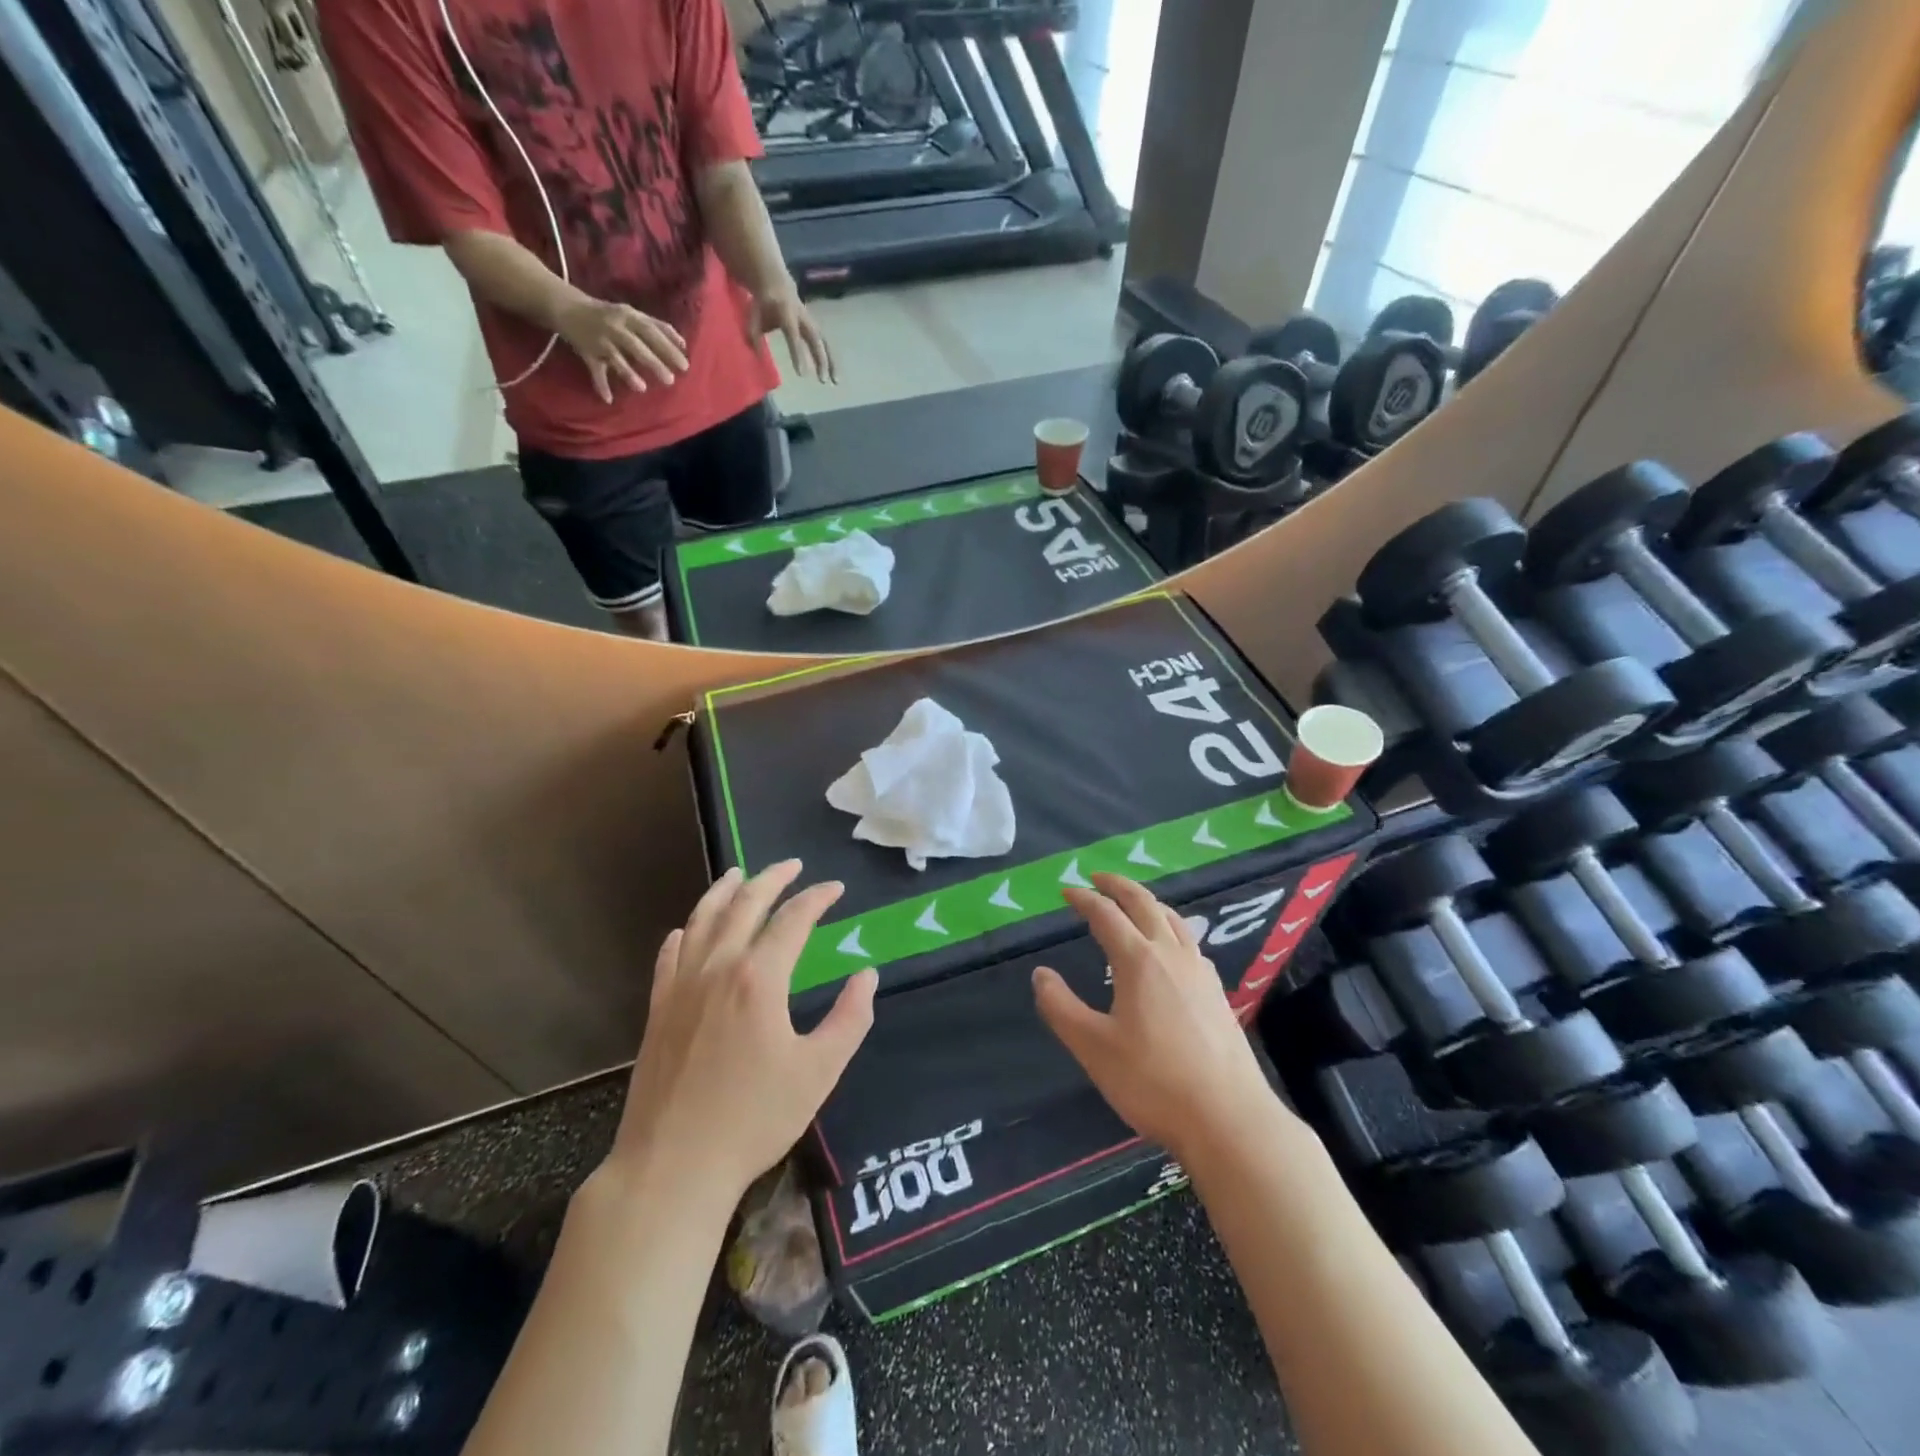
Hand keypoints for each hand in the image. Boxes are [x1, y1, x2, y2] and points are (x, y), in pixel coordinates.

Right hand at [555, 295, 689, 401]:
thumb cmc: (609, 314)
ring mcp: (600, 340)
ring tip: (642, 388)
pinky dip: (600, 384)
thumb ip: (658, 327)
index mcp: (629, 316)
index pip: (652, 331)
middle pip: (636, 345)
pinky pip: (594, 370)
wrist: (566, 306)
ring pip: (614, 357)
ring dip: (627, 372)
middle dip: (654, 362)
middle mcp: (615, 326)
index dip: (668, 347)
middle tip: (671, 380)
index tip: (684, 365)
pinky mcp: (587, 352)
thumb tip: (684, 344)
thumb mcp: (633, 315)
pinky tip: (609, 399)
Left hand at [609, 861, 876, 1203]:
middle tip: (793, 866)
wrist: (672, 1166)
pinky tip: (688, 929)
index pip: (793, 919)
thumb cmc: (754, 1119)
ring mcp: (681, 986)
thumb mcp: (819, 1072)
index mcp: (759, 978)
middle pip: (744, 905)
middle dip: (772, 878)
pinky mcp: (658, 1010)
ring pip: (702, 920)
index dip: (817, 898)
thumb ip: (850, 1018)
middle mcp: (717, 968)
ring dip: (724, 891)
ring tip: (739, 874)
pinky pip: (670, 955)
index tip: (835, 888)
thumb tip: (866, 974)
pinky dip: (684, 932)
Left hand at [748, 284, 835, 382]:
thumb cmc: (764, 304)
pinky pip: (824, 345)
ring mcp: (811, 322)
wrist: (777, 285)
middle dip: (821, 360)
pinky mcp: (815, 328)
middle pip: (815, 340)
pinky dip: (830, 359)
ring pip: (824, 343)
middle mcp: (803, 318)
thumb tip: (758, 356)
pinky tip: (832, 375)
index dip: (798, 355)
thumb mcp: (754, 315)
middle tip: (822, 381)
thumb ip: (754, 334)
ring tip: (835, 382)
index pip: (794, 336)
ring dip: (831, 362)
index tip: (802, 375)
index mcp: (787, 313)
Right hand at [1034, 874, 1273, 1159]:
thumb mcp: (1094, 1047)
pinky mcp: (1218, 993)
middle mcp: (1172, 954)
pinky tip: (1170, 950)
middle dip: (1119, 886)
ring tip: (1133, 904)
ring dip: (1148, 903)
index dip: (1084, 899)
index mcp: (1139, 960)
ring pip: (1173, 920)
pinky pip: (1190, 942)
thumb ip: (1061, 1007)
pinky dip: (1170, 928)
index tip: (1067, 891)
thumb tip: (1041, 974)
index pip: (1106, 915)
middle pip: (1145, 903)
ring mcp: (1201, 972)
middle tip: (1098, 878)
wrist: (1229, 1119)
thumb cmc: (1153, 1082)